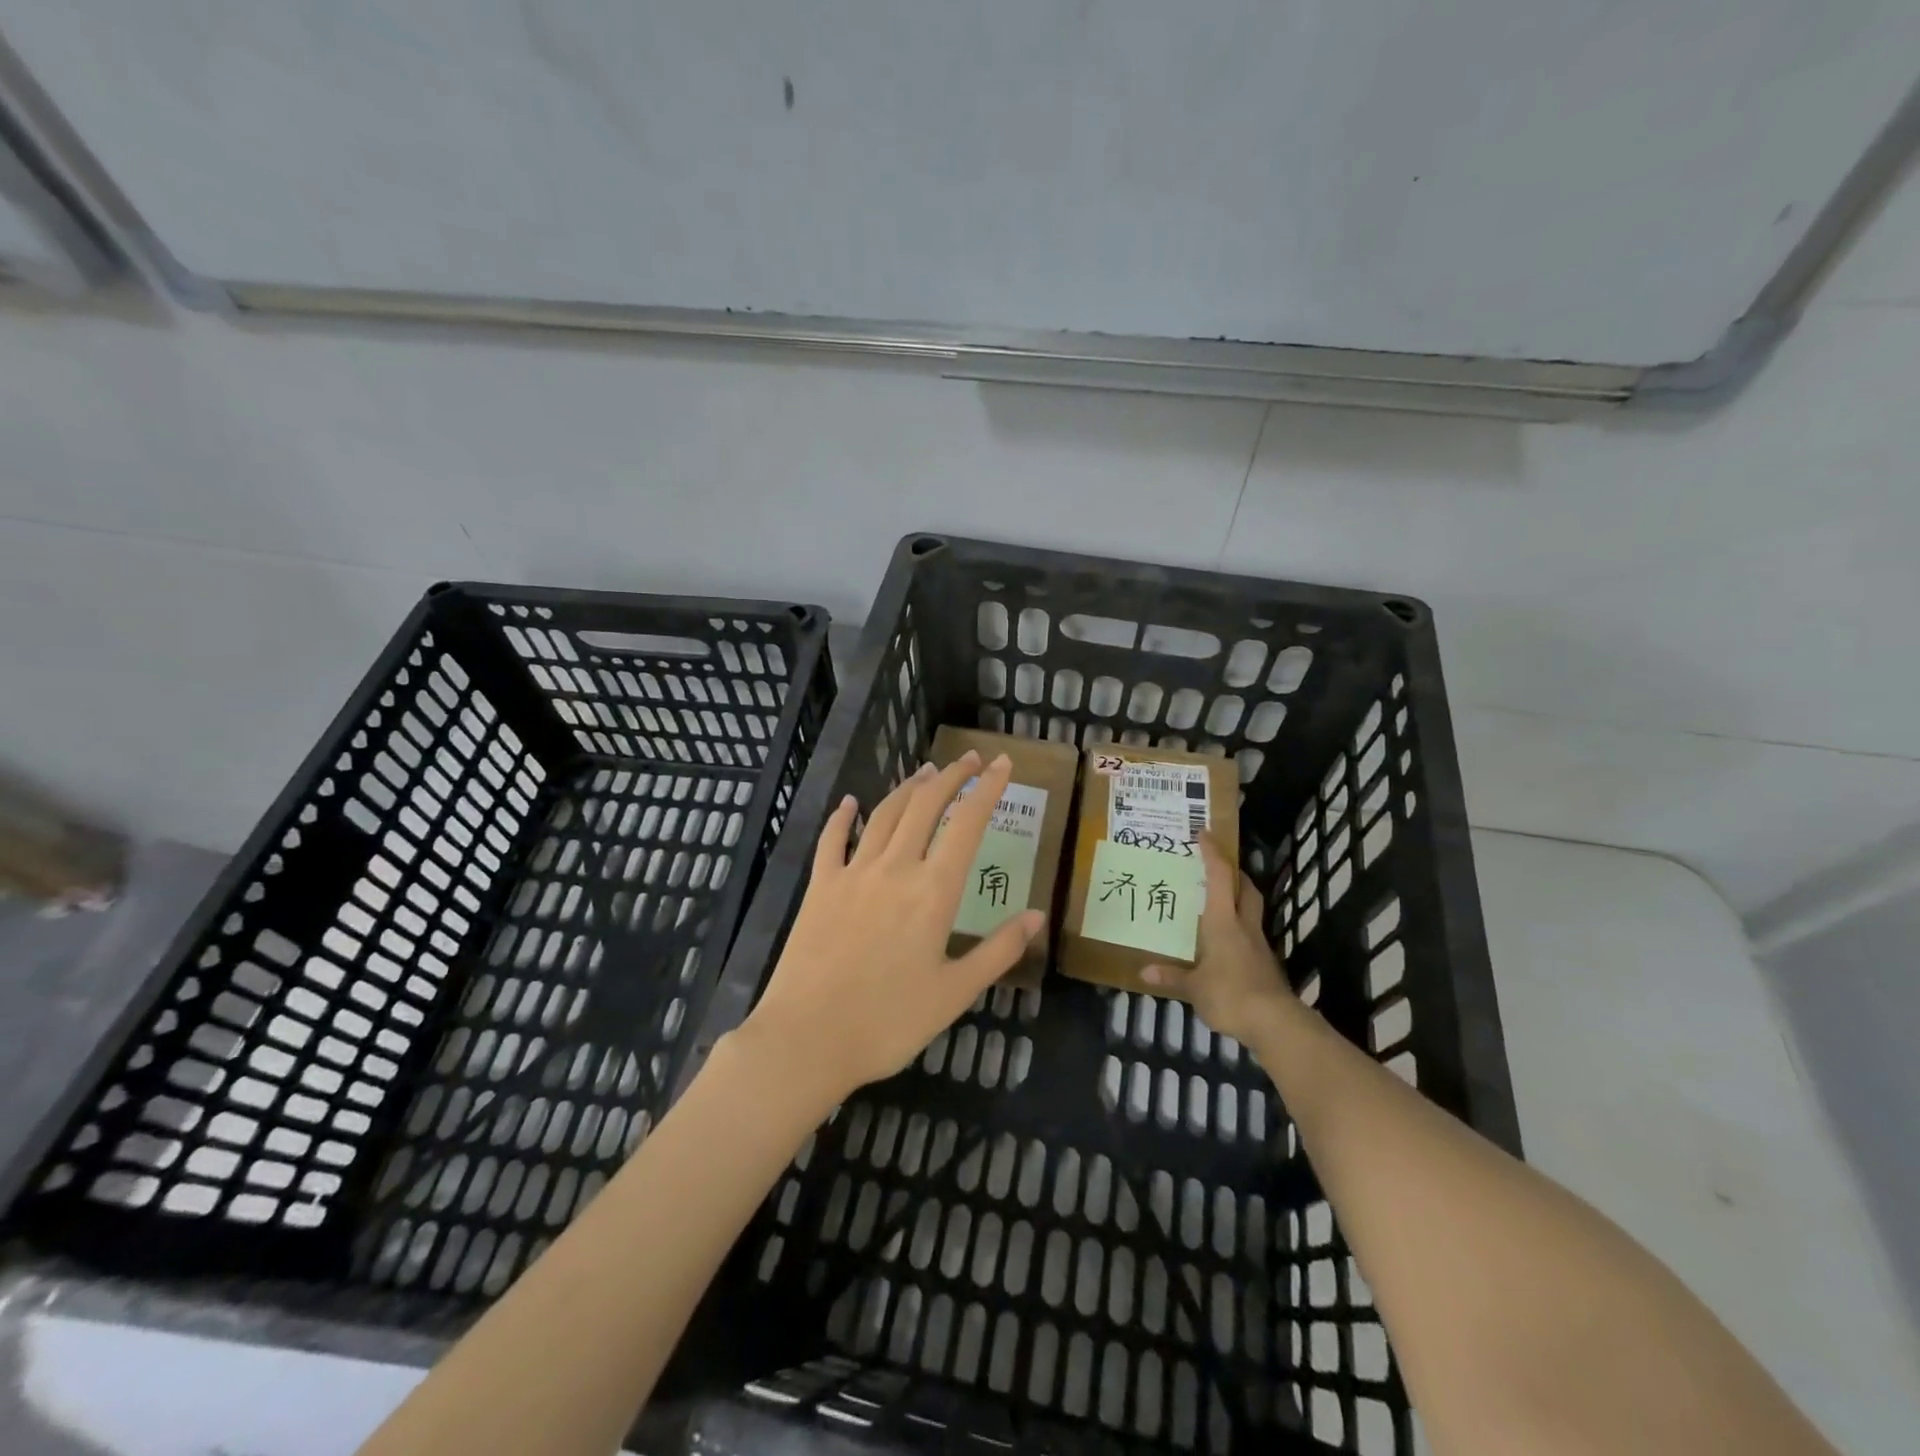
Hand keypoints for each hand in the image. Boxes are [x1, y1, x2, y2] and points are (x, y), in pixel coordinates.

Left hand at [732, 750, 1044, 1107]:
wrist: (807, 1038)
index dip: (988, 789)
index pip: (967, 824)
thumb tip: (1036, 915)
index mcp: (934, 892)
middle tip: (970, 759)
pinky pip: (832, 840)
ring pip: (884, 815)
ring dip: (907, 788)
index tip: (1003, 763)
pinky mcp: (820, 887)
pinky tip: (849, 801)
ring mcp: (853, 873)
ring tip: (925, 772)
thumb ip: (998, 950)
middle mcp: (895, 868)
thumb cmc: (889, 1022)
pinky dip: (842, 817)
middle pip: (926, 806)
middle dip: (951, 777)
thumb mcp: (955, 993)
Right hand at [1141, 833, 1293, 1040]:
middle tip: (1217, 865)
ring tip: (1219, 900)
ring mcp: (1258, 944)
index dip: (1213, 853)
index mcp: (1223, 921)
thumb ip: (1171, 976)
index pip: (1221, 877)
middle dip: (1234, 872)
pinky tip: (1226, 940)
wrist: (1275, 1023)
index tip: (1204, 834)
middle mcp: (1244, 925)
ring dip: (1239, 898)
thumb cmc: (1229, 994)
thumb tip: (1143, 971)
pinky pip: (1251, 934)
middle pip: (1246, 888)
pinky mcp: (1266, 963)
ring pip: (1252, 909)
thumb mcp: (1193, 987)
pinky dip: (1240, 927)